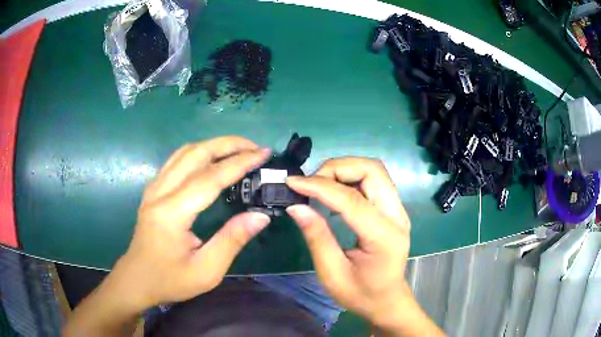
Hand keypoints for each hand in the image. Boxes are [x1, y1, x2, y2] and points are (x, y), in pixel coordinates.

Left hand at [109, 136, 271, 310]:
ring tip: (239, 150)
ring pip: (184, 152)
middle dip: (228, 144)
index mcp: (172, 213)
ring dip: (213, 145)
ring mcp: (154, 189)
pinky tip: (212, 160)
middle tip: (255, 147)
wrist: (137, 280)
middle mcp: (160, 192)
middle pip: (195, 153)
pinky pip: (177, 161)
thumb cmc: (170, 280)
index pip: (210, 178)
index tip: (263, 154)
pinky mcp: (153, 191)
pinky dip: (199, 153)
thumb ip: (232, 240)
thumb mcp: (206, 271)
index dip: (239, 163)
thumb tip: (260, 216)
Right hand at [286, 158, 442, 335]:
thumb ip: (317, 237)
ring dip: (344, 169)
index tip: (292, 182)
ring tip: (319, 185)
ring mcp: (399, 210)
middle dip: (337, 168)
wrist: (387, 300)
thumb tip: (296, 206)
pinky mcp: (394, 209)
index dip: (320, 186)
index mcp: (384, 237)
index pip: (352, 199)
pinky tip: (335, 193)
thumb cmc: (360, 294)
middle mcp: (397, 216)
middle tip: (311, 183)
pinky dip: (351, 177)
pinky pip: (374, 180)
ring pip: (374, 170)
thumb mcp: (332, 273)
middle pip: (372, 170)